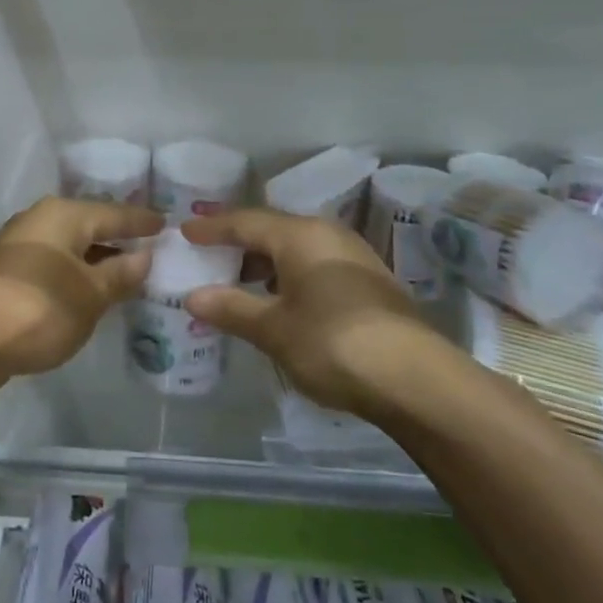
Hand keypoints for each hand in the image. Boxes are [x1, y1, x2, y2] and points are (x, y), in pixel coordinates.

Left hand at [0, 197, 163, 377]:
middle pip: (88, 225)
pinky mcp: (6, 273)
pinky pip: (52, 264)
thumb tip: (144, 256)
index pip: (114, 213)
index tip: (167, 225)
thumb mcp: (90, 294)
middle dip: (117, 237)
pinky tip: (86, 290)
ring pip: (68, 245)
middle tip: (149, 246)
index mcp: (64, 215)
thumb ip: (120, 274)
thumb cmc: (39, 308)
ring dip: (94, 258)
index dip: (142, 222)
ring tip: (124, 271)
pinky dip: (74, 273)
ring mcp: (18, 246)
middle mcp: (39, 220)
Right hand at [181, 209, 443, 416]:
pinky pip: (315, 264)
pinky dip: (289, 275)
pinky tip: (281, 301)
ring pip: (297, 248)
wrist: (417, 380)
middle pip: (272, 230)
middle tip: (208, 256)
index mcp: (300, 235)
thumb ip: (231, 308)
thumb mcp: (273, 329)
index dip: (211, 228)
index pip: (244, 222)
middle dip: (238, 243)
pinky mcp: (369, 282)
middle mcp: (327, 234)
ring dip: (265, 262)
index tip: (185, 232)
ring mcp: (353, 257)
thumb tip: (192, 296)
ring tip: (240, 282)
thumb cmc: (333, 343)